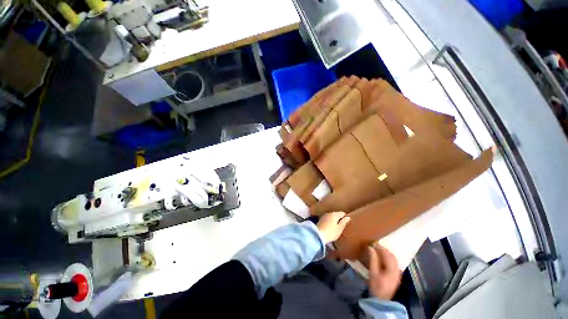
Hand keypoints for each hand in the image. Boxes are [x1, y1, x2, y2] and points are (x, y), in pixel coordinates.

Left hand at [316, 212, 349, 243]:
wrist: (318, 235)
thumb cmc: (331, 232)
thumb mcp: (339, 228)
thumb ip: (344, 222)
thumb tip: (348, 217)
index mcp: (334, 214)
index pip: (342, 213)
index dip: (345, 217)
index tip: (347, 222)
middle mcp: (329, 213)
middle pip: (336, 214)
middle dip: (339, 218)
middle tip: (342, 225)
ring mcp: (324, 216)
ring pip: (331, 216)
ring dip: (334, 220)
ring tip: (336, 226)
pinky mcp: (320, 220)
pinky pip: (327, 219)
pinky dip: (330, 221)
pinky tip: (330, 227)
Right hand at [365, 245, 400, 299]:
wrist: (383, 301)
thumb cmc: (376, 287)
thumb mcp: (373, 273)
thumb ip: (373, 259)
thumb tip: (370, 247)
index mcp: (392, 269)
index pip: (387, 254)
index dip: (380, 247)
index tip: (373, 243)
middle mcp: (397, 270)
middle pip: (392, 256)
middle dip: (384, 250)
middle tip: (375, 246)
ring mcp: (398, 273)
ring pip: (394, 259)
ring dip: (386, 254)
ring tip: (377, 251)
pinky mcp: (397, 276)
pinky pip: (394, 263)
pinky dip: (388, 259)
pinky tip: (382, 259)